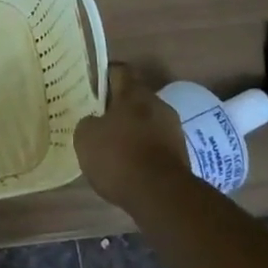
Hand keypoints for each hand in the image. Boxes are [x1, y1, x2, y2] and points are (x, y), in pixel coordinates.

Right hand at [74, 64, 192, 209]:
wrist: (161, 195)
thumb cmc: (119, 157)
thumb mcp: (86, 137)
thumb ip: (88, 122)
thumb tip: (95, 122)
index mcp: (134, 93)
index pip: (119, 71)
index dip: (104, 77)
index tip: (92, 88)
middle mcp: (158, 104)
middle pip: (135, 99)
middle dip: (119, 109)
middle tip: (99, 122)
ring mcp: (173, 130)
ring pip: (147, 123)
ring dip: (133, 132)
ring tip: (114, 150)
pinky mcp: (181, 156)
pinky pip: (156, 145)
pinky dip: (144, 152)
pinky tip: (130, 168)